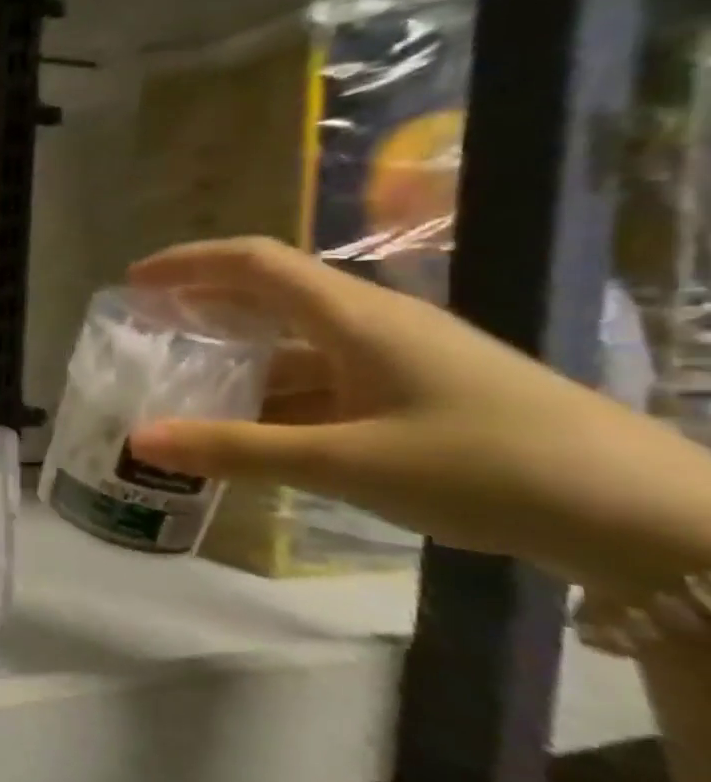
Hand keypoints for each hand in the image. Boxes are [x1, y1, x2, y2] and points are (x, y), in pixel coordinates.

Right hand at [123, 238, 710, 591]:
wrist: (648, 519)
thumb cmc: (487, 467)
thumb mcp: (345, 462)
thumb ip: (236, 449)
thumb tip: (139, 440)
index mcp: (356, 317)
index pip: (254, 263)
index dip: (188, 264)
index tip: (132, 283)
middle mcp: (373, 324)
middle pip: (270, 295)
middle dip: (202, 307)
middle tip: (146, 332)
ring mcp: (399, 361)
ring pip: (296, 345)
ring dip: (237, 360)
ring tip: (182, 386)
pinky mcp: (416, 396)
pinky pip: (324, 382)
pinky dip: (275, 397)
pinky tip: (250, 429)